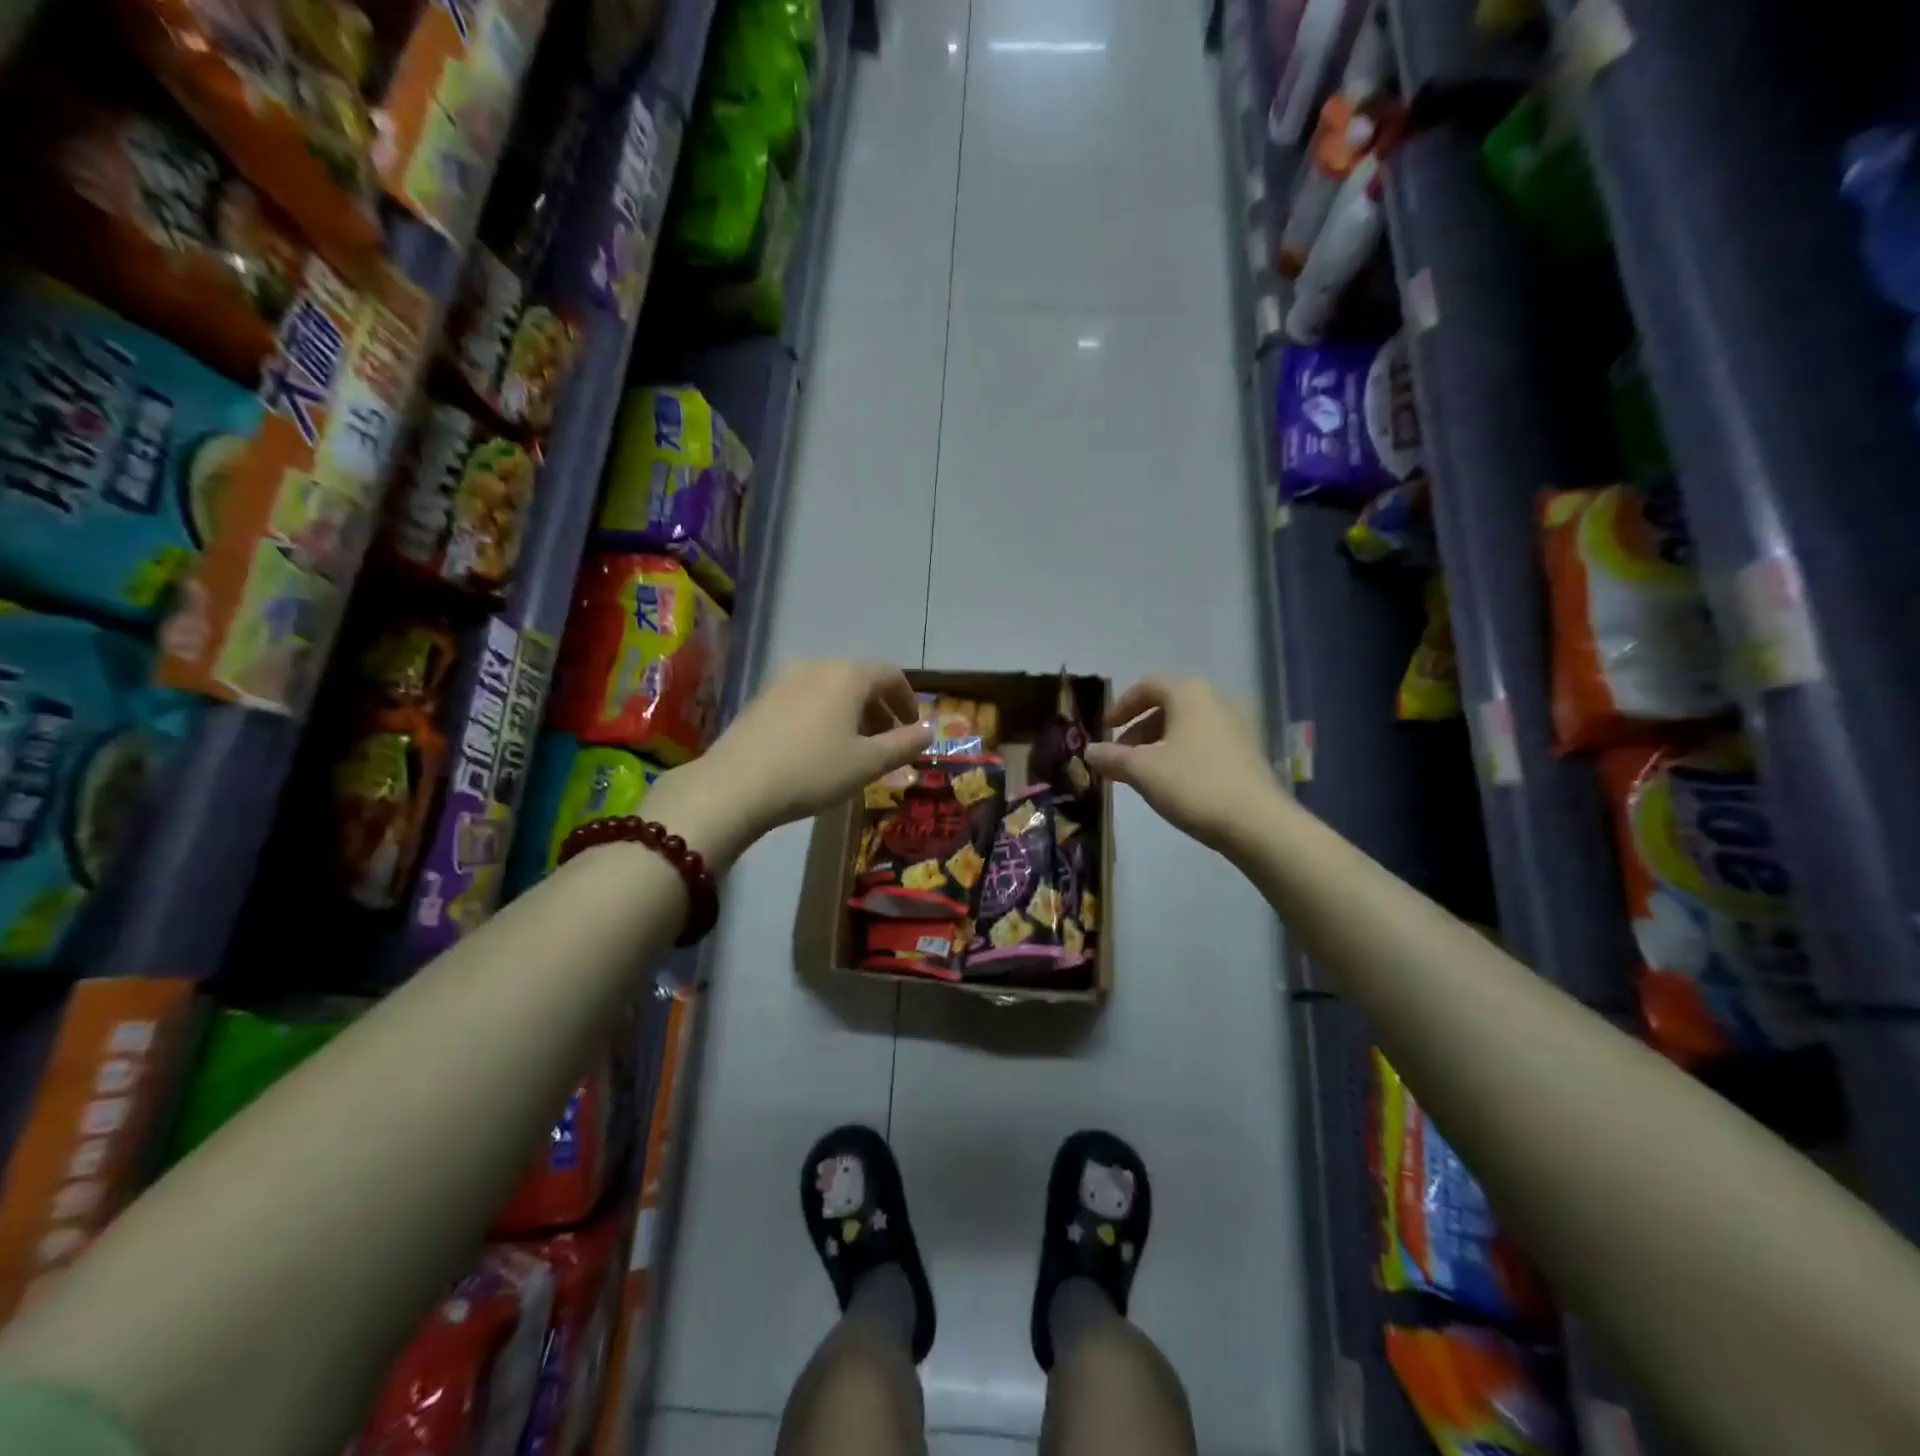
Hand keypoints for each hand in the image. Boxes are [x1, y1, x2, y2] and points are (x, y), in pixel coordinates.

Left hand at [666, 661, 931, 854]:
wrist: (735, 786)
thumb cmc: (813, 771)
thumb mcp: (867, 763)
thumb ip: (903, 744)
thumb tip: (928, 731)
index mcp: (847, 675)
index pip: (891, 674)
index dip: (908, 700)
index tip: (913, 727)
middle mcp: (816, 667)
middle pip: (860, 680)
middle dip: (880, 709)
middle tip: (888, 742)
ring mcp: (783, 680)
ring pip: (831, 689)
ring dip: (852, 713)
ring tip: (855, 748)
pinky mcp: (761, 699)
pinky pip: (806, 699)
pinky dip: (824, 716)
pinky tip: (819, 748)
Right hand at [1085, 676, 1286, 858]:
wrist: (1256, 822)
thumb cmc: (1193, 784)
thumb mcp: (1142, 770)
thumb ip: (1111, 757)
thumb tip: (1088, 751)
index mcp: (1189, 693)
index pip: (1147, 686)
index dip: (1121, 706)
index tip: (1105, 729)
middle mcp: (1216, 699)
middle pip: (1168, 705)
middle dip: (1139, 729)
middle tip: (1120, 755)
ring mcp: (1238, 723)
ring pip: (1187, 724)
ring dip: (1159, 742)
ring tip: (1143, 772)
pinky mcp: (1249, 749)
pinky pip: (1206, 740)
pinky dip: (1183, 751)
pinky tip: (1173, 780)